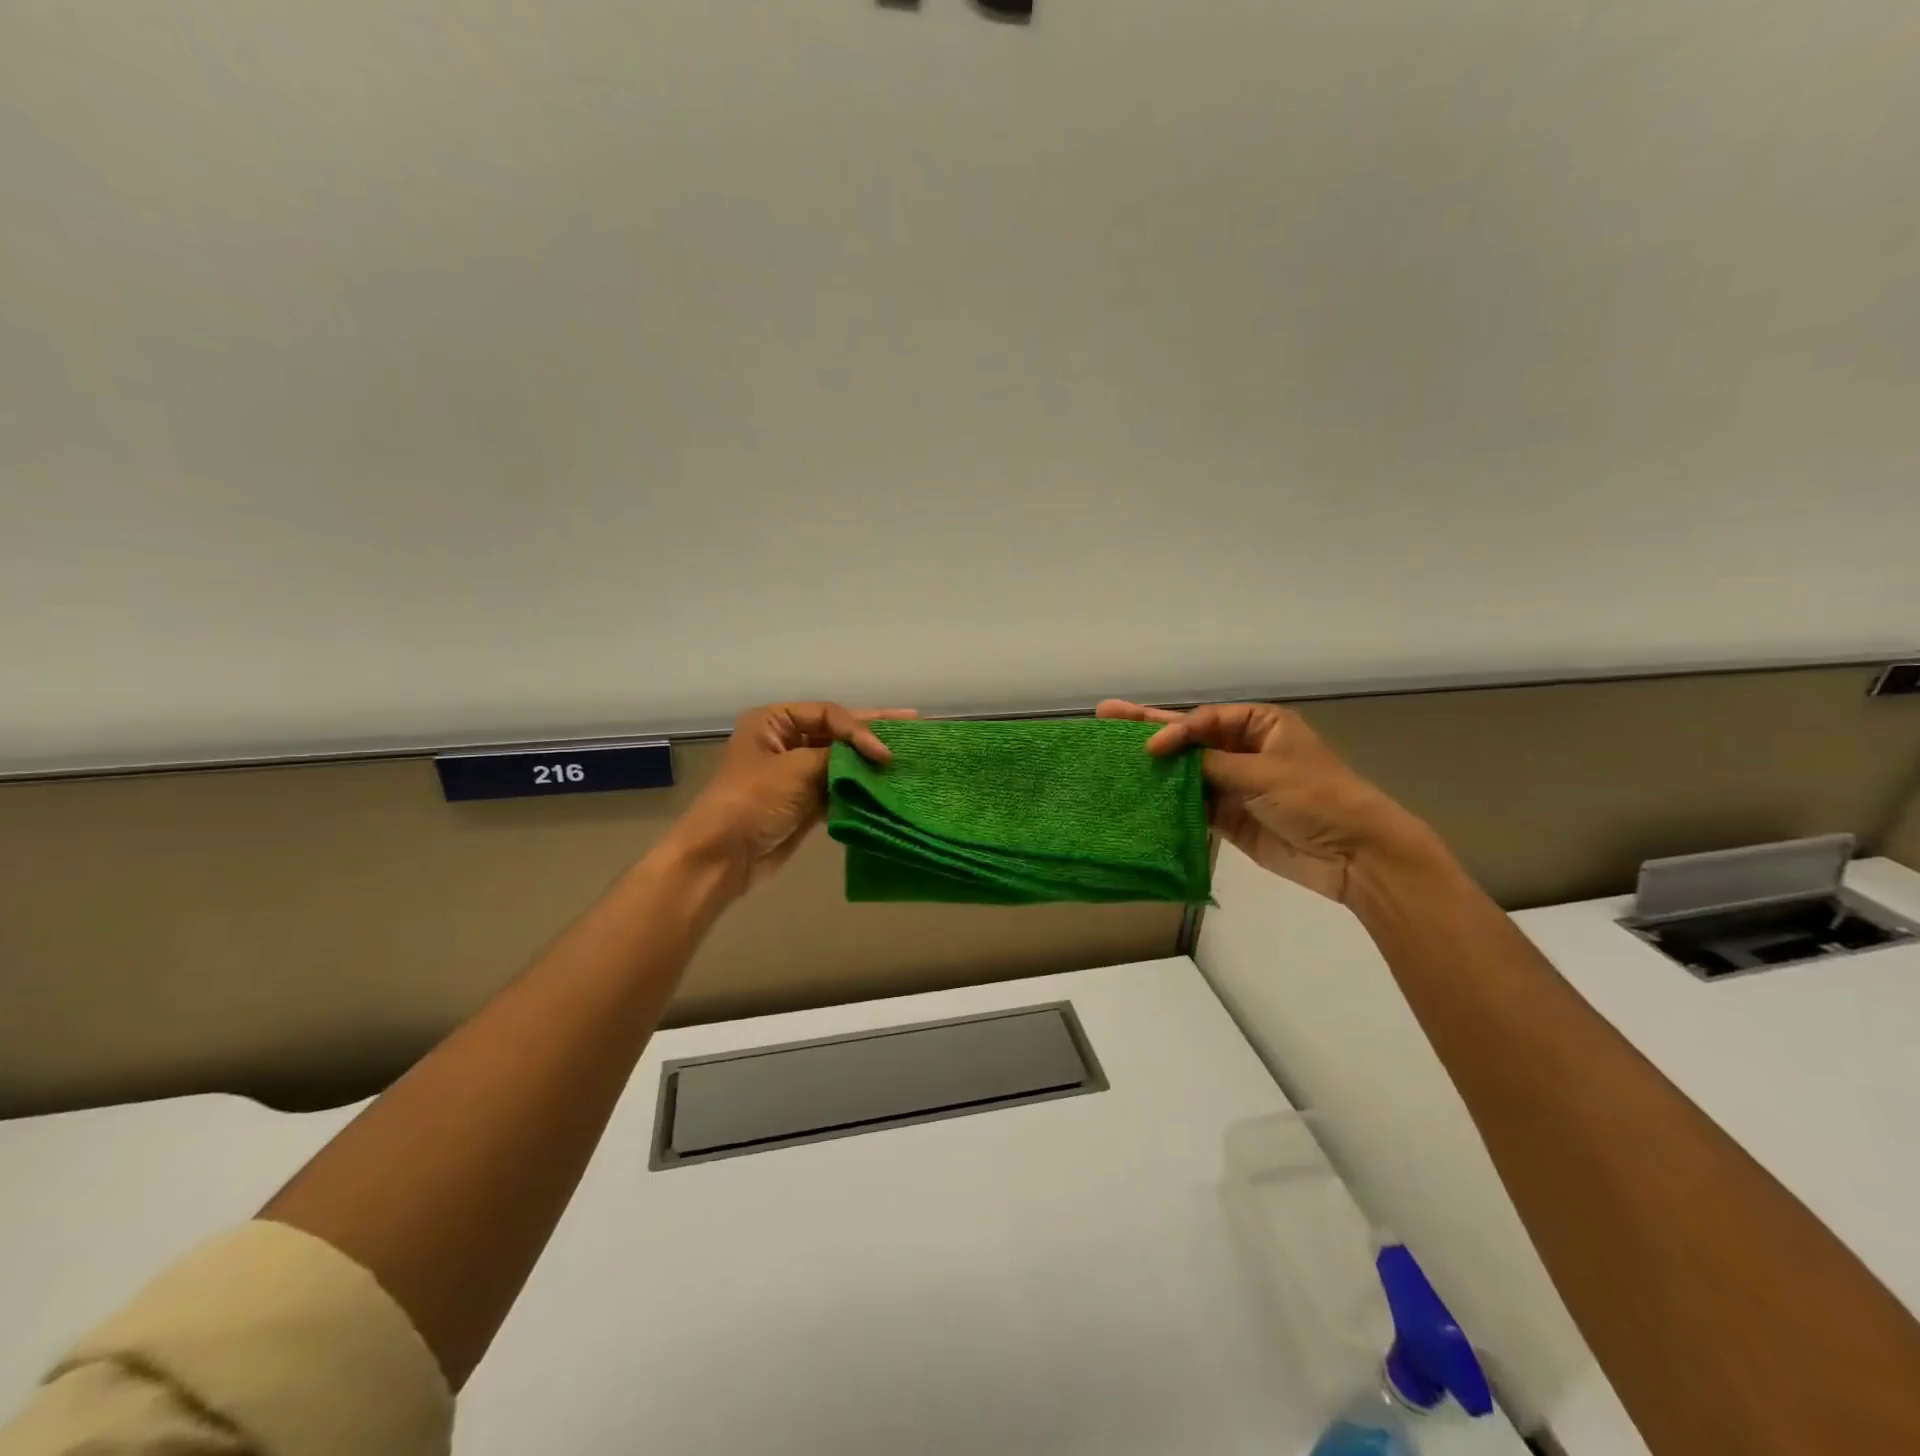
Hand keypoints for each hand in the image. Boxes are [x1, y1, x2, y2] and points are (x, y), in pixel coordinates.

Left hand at [668, 701, 916, 896]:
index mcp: (773, 722)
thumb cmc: (753, 801)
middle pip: (836, 733)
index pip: (828, 715)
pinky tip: (886, 787)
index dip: (860, 728)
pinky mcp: (804, 802)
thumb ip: (837, 755)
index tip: (884, 750)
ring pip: (840, 762)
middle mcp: (784, 741)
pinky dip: (859, 789)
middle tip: (913, 724)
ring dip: (868, 763)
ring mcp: (795, 774)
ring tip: (905, 757)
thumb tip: (872, 753)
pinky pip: (838, 789)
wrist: (724, 856)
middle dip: (871, 733)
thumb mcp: (796, 769)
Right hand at [1096, 700, 1431, 902]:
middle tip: (1107, 714)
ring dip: (1153, 767)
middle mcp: (1242, 749)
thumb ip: (1211, 763)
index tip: (1149, 748)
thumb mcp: (1264, 771)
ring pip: (1185, 772)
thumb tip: (1166, 756)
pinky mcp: (1229, 817)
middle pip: (1189, 738)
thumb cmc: (1315, 798)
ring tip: (1110, 755)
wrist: (1353, 854)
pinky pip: (1191, 804)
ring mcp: (1233, 784)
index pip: (1203, 721)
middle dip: (1148, 728)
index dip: (1173, 730)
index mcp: (1259, 725)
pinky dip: (1167, 802)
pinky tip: (1136, 795)